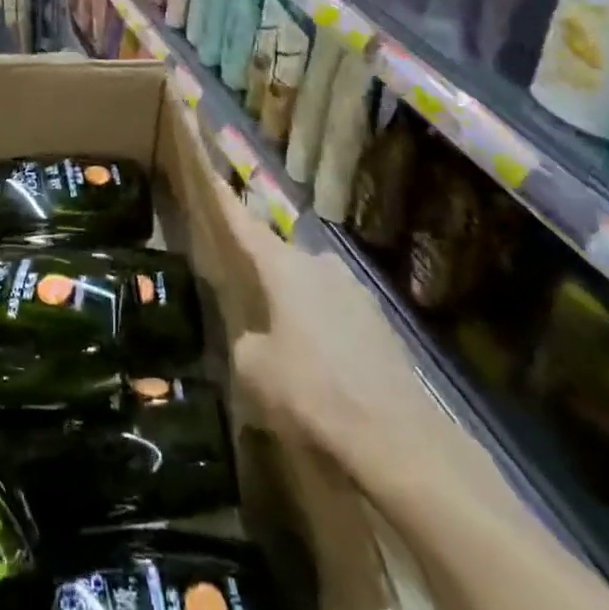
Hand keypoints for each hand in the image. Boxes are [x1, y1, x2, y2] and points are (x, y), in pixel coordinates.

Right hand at [199, 160, 441, 474]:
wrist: (398, 438)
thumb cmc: (313, 390)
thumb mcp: (254, 369)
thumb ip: (246, 342)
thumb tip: (256, 339)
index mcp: (285, 267)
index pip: (245, 225)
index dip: (224, 200)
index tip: (211, 171)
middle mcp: (321, 266)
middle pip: (282, 258)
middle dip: (264, 271)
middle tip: (244, 289)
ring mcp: (357, 293)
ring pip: (312, 288)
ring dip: (296, 304)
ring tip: (282, 339)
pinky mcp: (381, 326)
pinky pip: (338, 316)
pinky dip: (323, 331)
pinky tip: (319, 367)